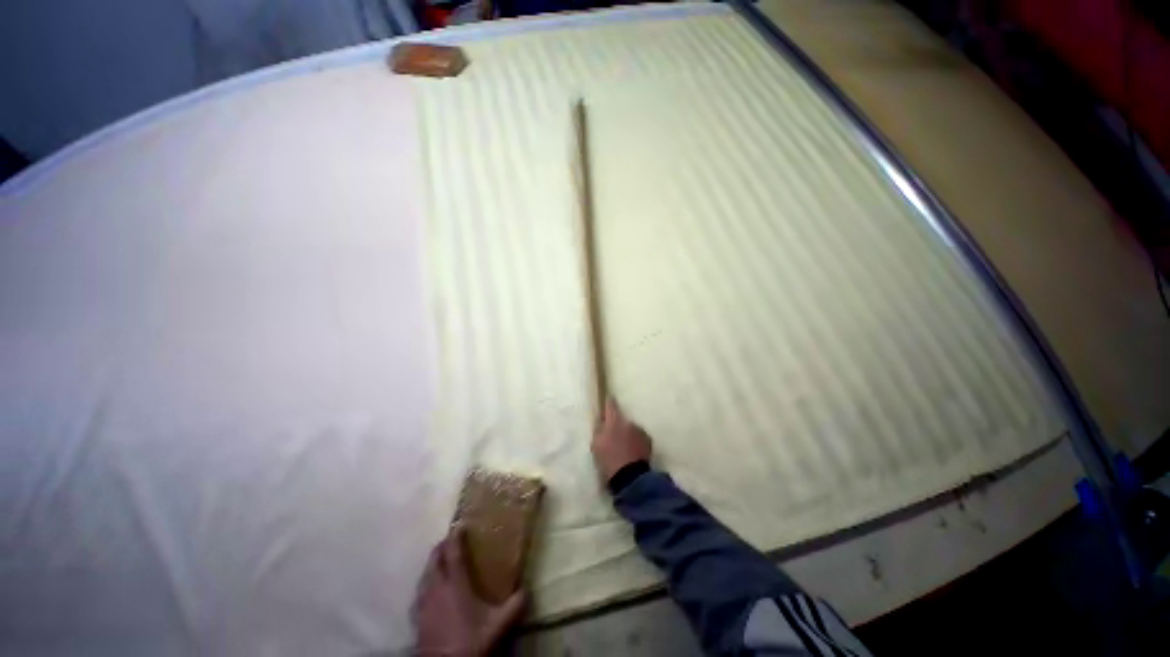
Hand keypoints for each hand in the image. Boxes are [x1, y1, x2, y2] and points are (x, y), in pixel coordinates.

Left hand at [415, 526, 525, 655]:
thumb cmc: (469, 642)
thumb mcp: (498, 626)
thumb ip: (514, 606)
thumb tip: (527, 590)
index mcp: (455, 585)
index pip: (452, 554)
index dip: (455, 537)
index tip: (459, 525)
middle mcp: (436, 590)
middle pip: (433, 561)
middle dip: (440, 548)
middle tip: (449, 542)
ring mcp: (423, 605)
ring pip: (423, 577)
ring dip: (431, 566)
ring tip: (439, 564)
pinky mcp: (416, 620)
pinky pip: (418, 595)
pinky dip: (424, 587)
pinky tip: (429, 594)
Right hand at [591, 398, 652, 480]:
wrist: (630, 477)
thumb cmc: (609, 460)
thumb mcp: (596, 445)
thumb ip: (599, 430)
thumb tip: (601, 421)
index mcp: (614, 421)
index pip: (610, 404)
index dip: (608, 401)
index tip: (608, 398)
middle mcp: (628, 422)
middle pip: (621, 419)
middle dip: (618, 425)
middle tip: (614, 437)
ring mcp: (640, 431)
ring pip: (631, 429)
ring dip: (628, 434)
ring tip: (624, 448)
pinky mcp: (648, 441)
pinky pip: (639, 438)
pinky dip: (636, 442)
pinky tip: (633, 452)